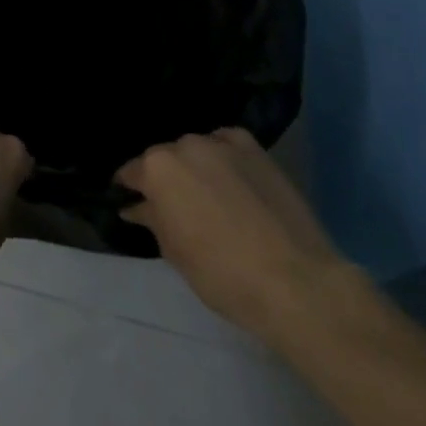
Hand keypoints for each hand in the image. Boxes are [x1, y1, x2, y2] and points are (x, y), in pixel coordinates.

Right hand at [115, 128, 349, 346]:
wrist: (296, 282)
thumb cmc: (222, 273)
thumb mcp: (174, 252)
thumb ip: (152, 220)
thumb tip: (135, 207)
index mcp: (156, 168)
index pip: (131, 172)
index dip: (129, 190)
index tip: (131, 203)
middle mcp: (185, 145)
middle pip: (165, 158)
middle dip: (165, 178)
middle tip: (175, 205)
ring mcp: (223, 144)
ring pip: (196, 150)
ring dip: (195, 166)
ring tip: (207, 193)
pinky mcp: (256, 151)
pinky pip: (227, 144)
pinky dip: (223, 156)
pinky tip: (231, 177)